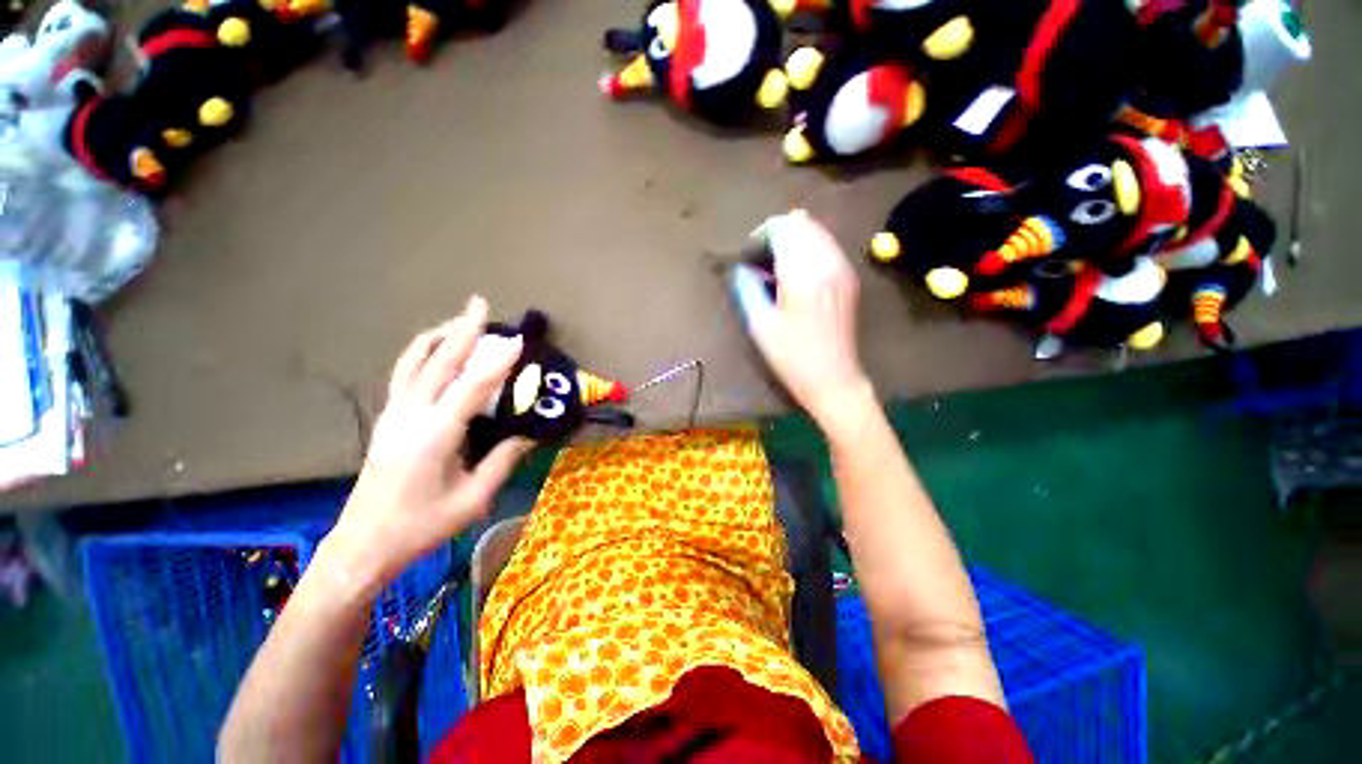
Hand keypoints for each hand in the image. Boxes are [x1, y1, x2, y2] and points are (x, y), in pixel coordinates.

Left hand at [322, 296, 532, 594]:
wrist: (363, 544)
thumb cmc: (421, 526)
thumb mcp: (473, 498)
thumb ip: (502, 460)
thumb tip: (528, 434)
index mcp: (435, 435)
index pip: (472, 387)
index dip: (497, 362)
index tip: (517, 340)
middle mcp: (410, 416)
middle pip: (438, 361)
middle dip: (462, 330)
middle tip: (480, 304)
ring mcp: (394, 414)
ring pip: (414, 362)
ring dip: (439, 336)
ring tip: (460, 321)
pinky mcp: (388, 419)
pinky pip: (406, 374)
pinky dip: (424, 354)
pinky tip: (438, 352)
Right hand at [733, 210, 874, 428]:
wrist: (833, 380)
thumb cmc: (791, 357)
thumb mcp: (759, 325)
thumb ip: (746, 288)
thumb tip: (740, 269)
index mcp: (803, 272)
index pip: (781, 228)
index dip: (759, 237)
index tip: (746, 260)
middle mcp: (827, 261)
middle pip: (800, 223)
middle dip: (775, 235)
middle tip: (758, 263)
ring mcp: (842, 268)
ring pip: (816, 231)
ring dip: (792, 241)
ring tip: (775, 269)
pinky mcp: (848, 278)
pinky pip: (827, 246)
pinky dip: (807, 249)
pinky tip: (796, 275)